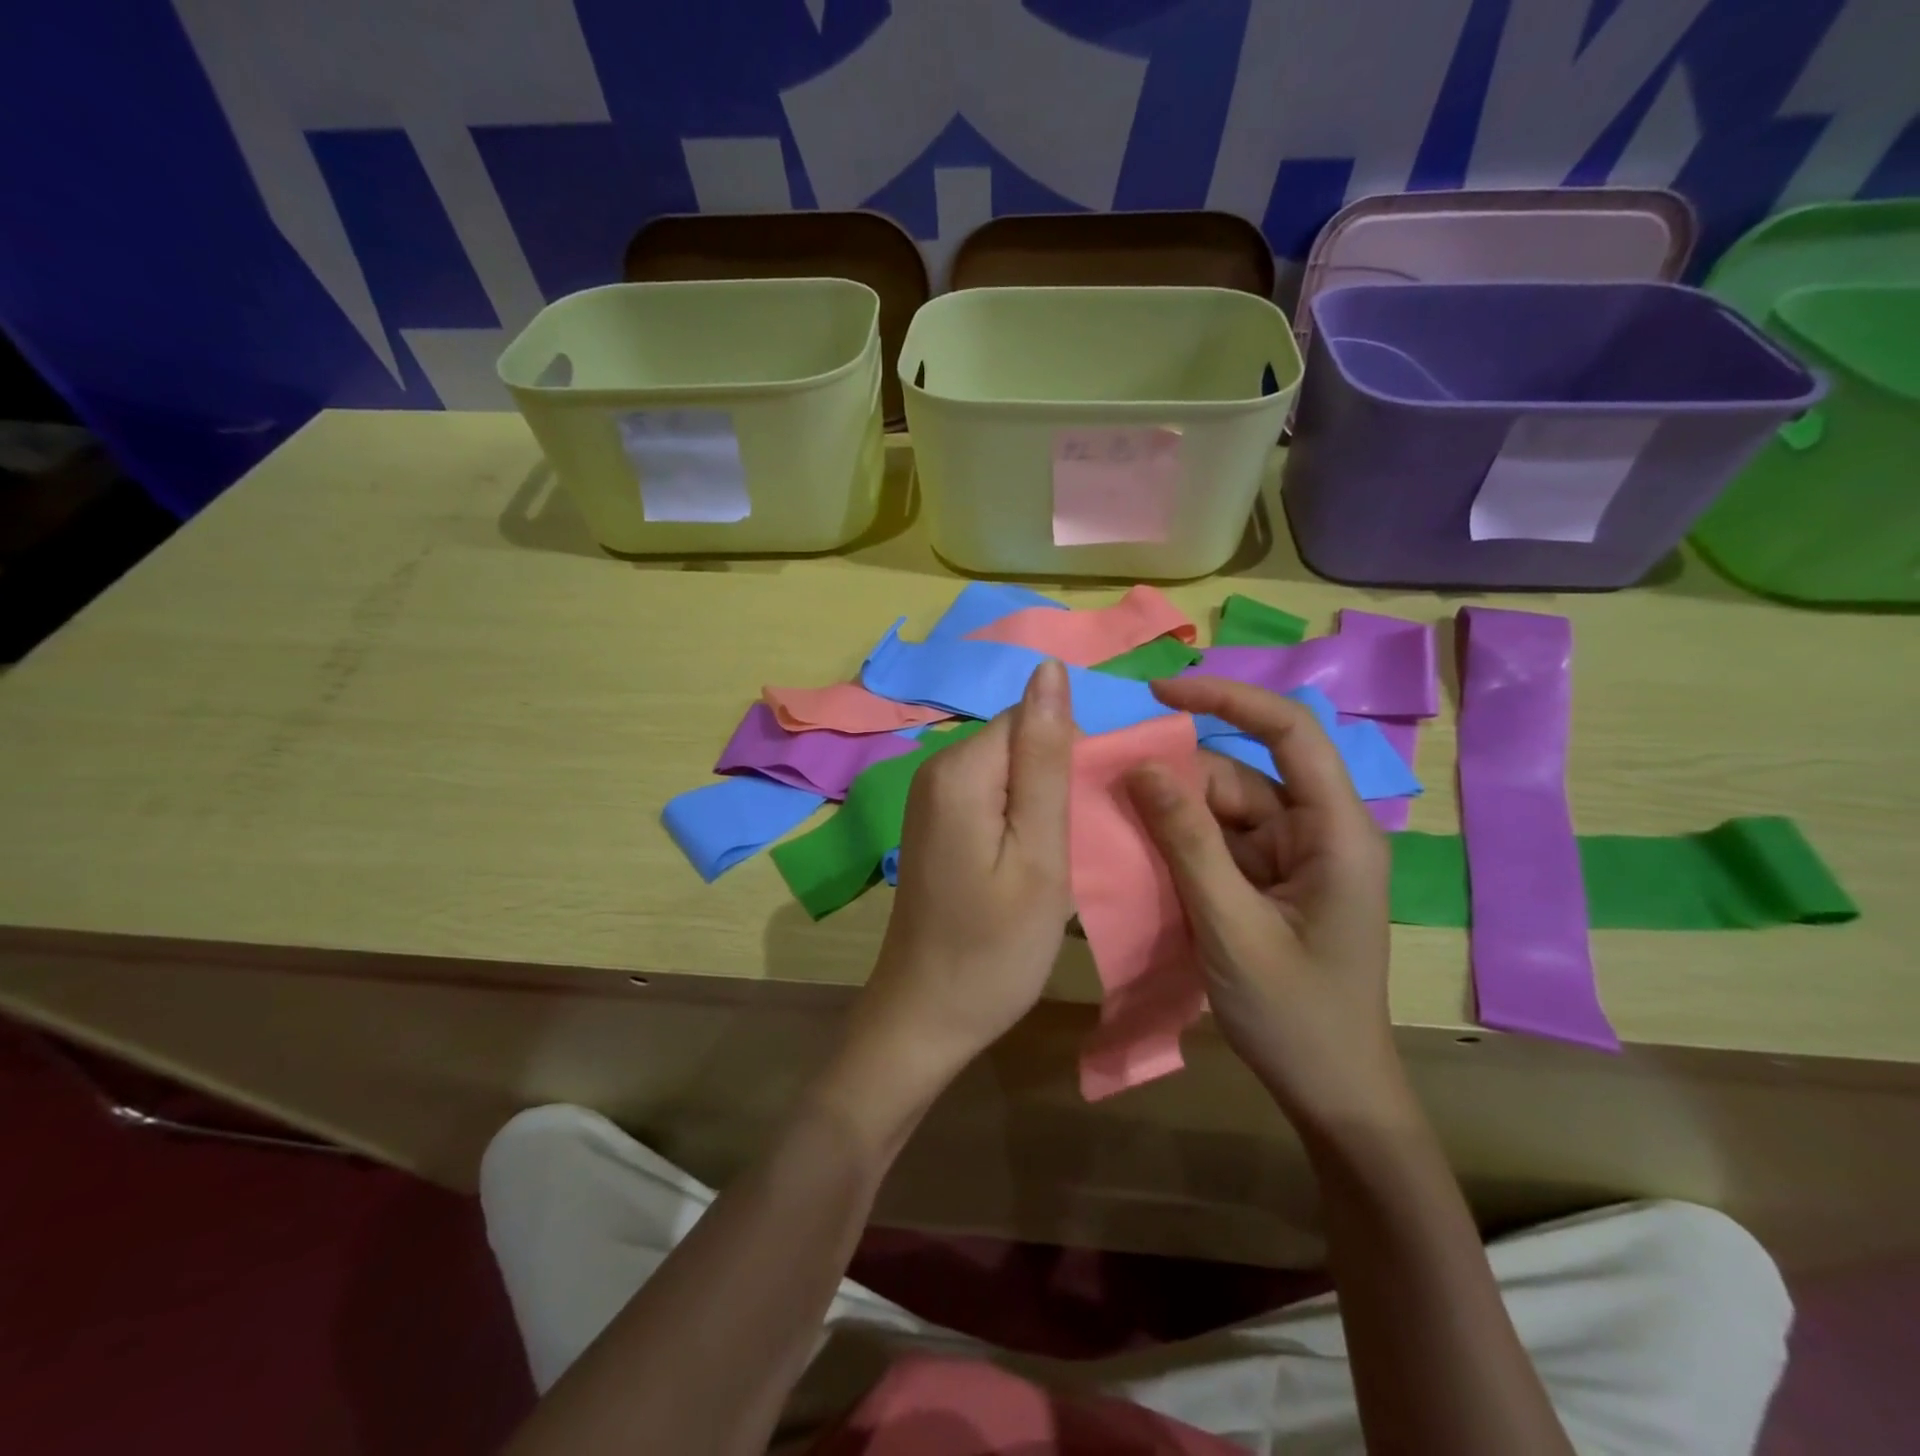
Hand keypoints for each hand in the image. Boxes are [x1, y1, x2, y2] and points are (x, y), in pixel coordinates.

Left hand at [849, 660, 1075, 1086]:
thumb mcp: (1039, 854)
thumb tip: (1048, 668)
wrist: (925, 1017)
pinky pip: (990, 795)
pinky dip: (1018, 820)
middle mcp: (936, 769)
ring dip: (1041, 803)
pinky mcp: (934, 823)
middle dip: (1057, 779)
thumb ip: (1046, 759)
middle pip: (1018, 740)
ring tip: (1056, 859)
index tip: (1088, 815)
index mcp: (960, 769)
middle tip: (1075, 845)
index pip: (1032, 717)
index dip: (1072, 758)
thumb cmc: (994, 948)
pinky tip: (1027, 864)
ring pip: (1009, 769)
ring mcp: (930, 798)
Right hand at [1124, 676, 1408, 1135]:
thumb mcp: (1230, 926)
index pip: (1289, 732)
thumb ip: (1187, 843)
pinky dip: (1181, 845)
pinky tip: (1141, 854)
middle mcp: (1319, 831)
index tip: (1160, 693)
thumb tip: (1141, 768)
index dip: (1227, 699)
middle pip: (1241, 776)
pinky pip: (1220, 844)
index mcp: (1336, 831)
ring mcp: (1295, 858)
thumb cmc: (1295, 1016)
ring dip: (1173, 816)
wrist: (1333, 1095)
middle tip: (1110, 789)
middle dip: (1178, 780)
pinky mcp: (1272, 882)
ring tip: (1116, 825)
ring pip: (1224, 810)